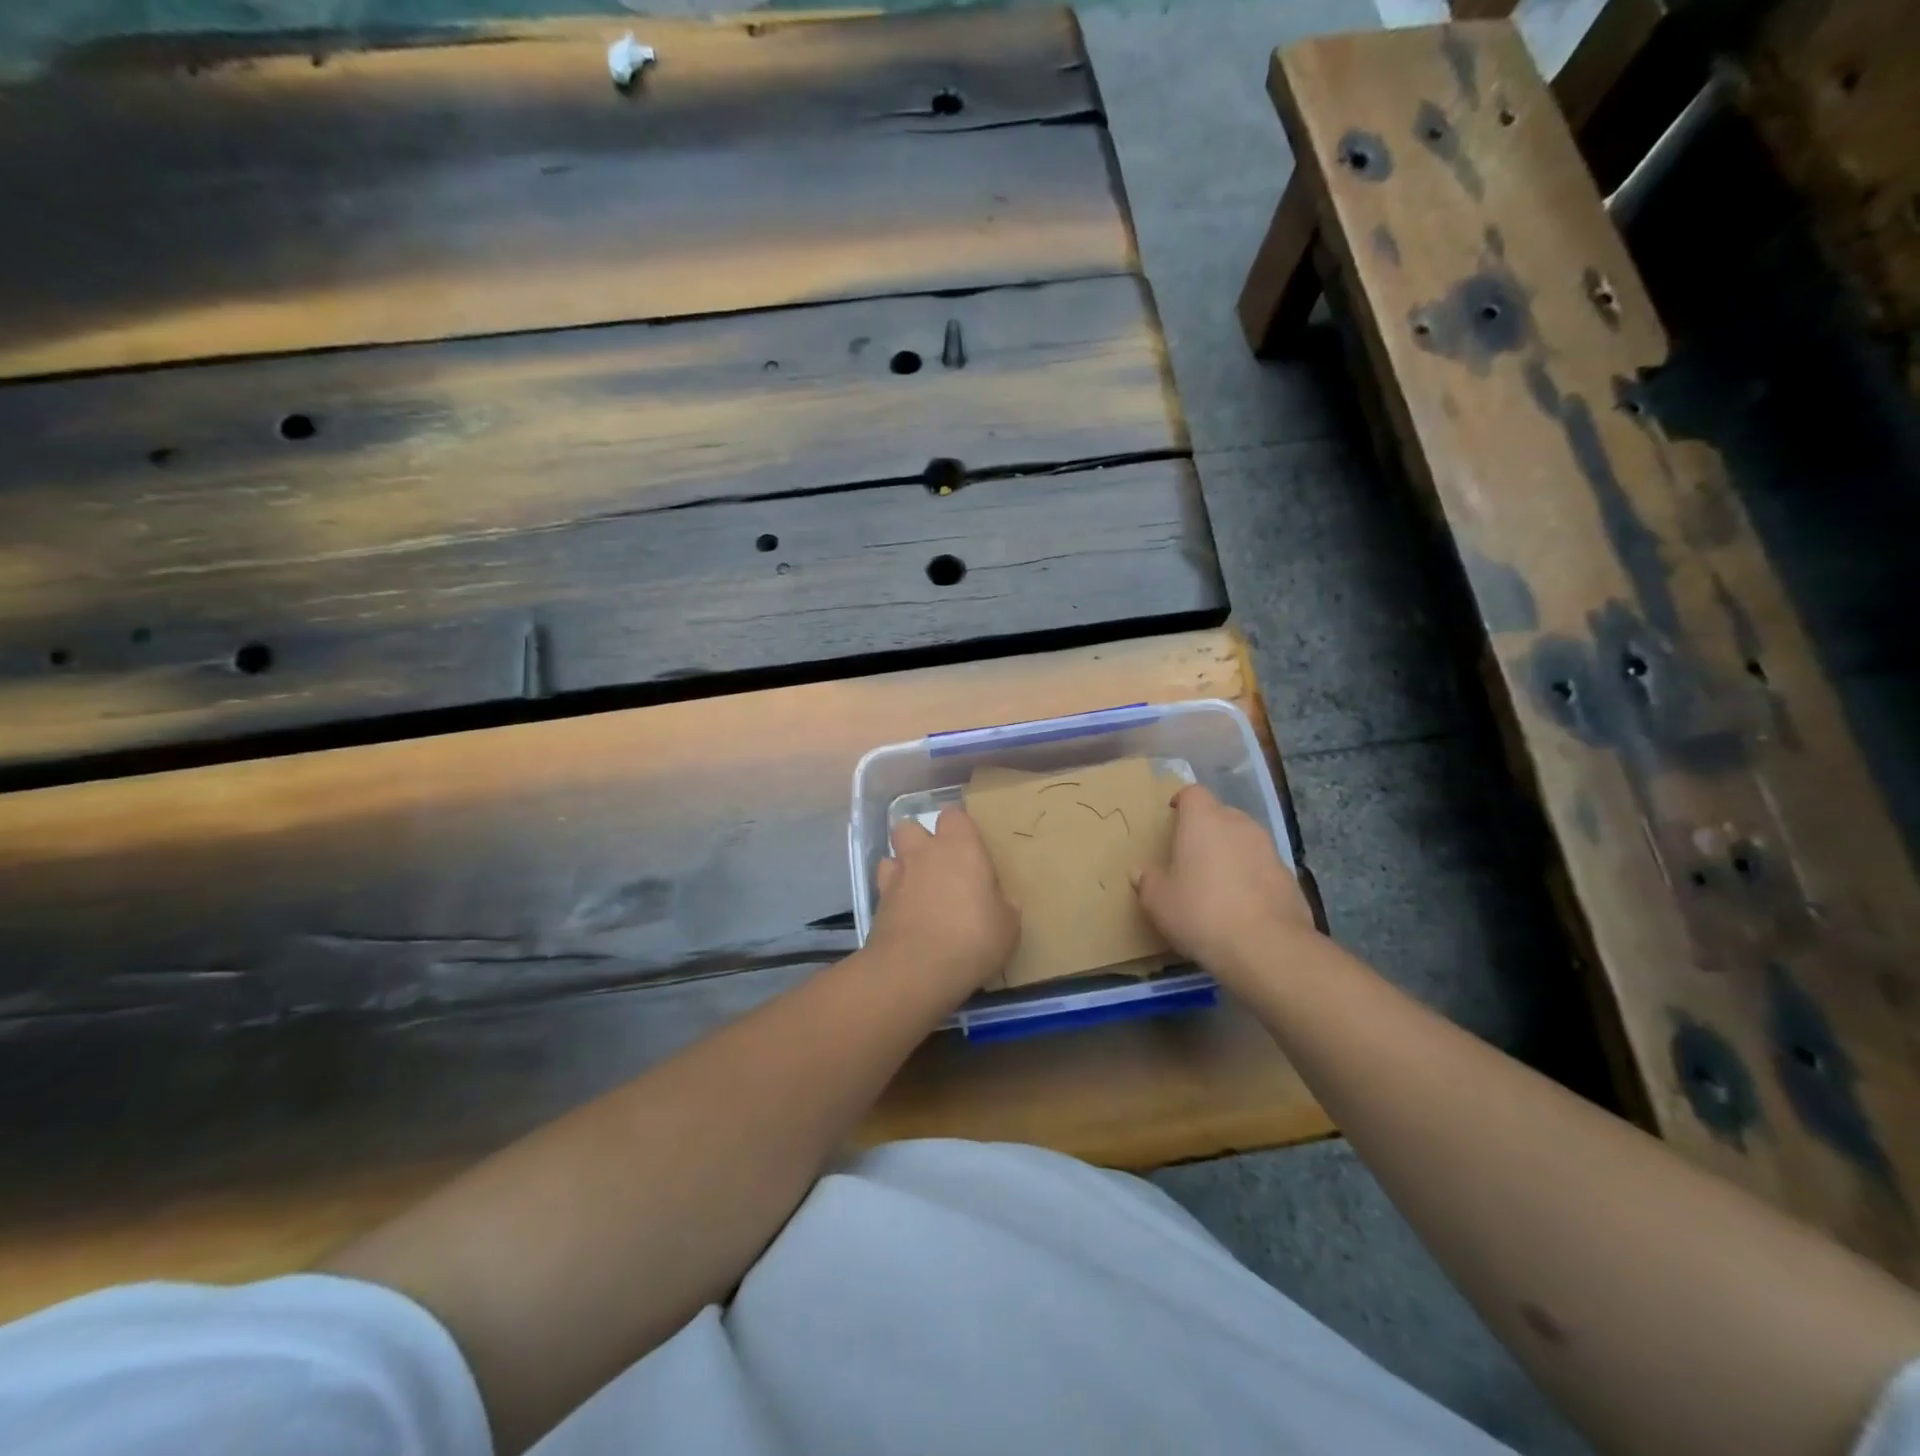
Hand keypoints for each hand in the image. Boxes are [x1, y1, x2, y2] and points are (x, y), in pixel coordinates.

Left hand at [868, 807, 1019, 993]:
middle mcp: (924, 853)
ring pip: (891, 855)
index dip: (959, 827)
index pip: (954, 815)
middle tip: (938, 864)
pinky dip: (892, 896)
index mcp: (960, 848)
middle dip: (919, 840)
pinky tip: (905, 914)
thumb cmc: (972, 938)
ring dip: (902, 866)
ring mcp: (896, 877)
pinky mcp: (877, 904)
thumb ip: (1003, 906)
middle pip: (910, 827)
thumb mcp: (1007, 927)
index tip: (969, 845)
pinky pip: (884, 888)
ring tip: (917, 888)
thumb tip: (1002, 902)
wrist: (916, 969)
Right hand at [1132, 784, 1315, 984]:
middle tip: (1191, 855)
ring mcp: (1269, 849)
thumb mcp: (1158, 901)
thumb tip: (1141, 872)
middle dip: (1206, 829)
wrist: (1266, 947)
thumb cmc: (1200, 912)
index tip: (1173, 817)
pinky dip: (1251, 877)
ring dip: (1231, 853)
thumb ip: (1147, 881)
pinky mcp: (1289, 876)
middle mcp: (1239, 824)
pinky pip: (1262, 867)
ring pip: (1244, 840)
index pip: (1193, 793)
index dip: (1182, 802)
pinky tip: (1242, 905)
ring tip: (1217, 882)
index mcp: (1203, 820)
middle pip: (1220, 814)